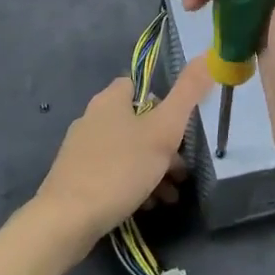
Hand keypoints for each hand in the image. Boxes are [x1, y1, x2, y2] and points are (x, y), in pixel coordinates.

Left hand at [33, 57, 212, 247]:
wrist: (67, 220)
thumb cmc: (120, 168)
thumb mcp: (164, 129)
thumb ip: (188, 92)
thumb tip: (208, 54)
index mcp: (109, 100)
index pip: (138, 85)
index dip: (164, 101)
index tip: (181, 125)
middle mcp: (91, 119)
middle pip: (137, 123)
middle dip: (165, 146)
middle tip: (183, 170)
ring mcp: (81, 151)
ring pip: (128, 151)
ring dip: (153, 169)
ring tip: (171, 195)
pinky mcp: (76, 179)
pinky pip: (113, 174)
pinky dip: (133, 184)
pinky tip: (148, 205)